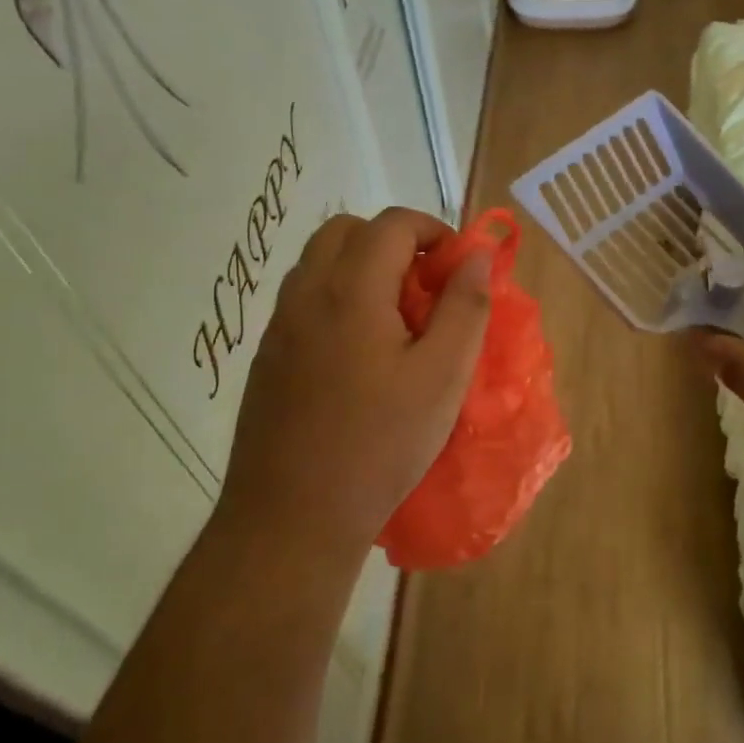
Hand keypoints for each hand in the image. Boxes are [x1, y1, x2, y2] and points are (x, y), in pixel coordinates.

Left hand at [220, 208, 491, 557]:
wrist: (290, 518)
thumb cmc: (379, 445)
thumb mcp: (442, 376)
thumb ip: (465, 306)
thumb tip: (476, 254)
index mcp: (350, 290)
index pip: (392, 223)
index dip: (433, 232)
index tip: (458, 269)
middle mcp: (305, 294)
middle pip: (347, 231)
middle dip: (393, 242)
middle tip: (426, 287)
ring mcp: (278, 326)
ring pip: (320, 263)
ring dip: (362, 268)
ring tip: (397, 320)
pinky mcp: (267, 357)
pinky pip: (304, 300)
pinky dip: (338, 298)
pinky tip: (361, 355)